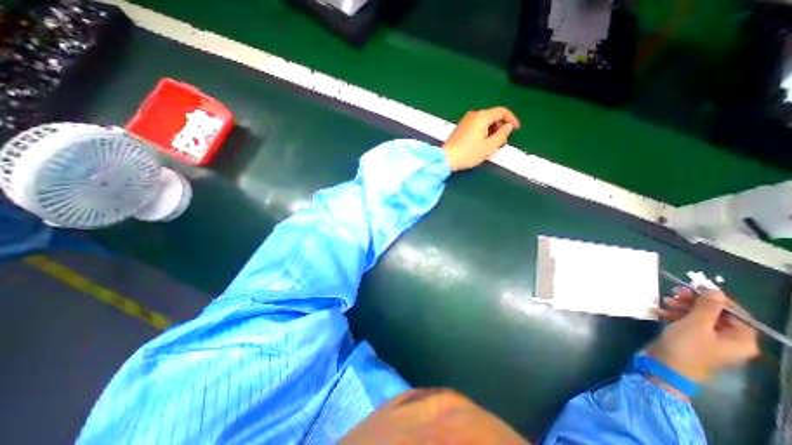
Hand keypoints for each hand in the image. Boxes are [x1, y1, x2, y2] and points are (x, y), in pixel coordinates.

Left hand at [444, 105, 520, 172]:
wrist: (446, 158)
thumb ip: (502, 134)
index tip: (516, 129)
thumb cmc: (469, 153)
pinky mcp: (460, 127)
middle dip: (500, 127)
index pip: (502, 111)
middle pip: (493, 116)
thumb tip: (508, 126)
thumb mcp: (489, 146)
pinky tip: (482, 143)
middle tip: (502, 141)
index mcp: (482, 116)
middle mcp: (473, 114)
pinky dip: (483, 131)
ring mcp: (465, 120)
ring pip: (485, 121)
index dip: (512, 119)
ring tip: (492, 144)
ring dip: (492, 130)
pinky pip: (477, 125)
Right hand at [650, 289, 759, 382]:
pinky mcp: (689, 339)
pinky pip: (686, 322)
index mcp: (740, 339)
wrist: (666, 365)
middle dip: (694, 302)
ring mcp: (707, 340)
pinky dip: (674, 315)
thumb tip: (714, 290)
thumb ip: (707, 306)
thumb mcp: (696, 324)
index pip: (736, 314)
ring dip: (681, 307)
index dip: (717, 300)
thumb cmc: (687, 345)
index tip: (696, 288)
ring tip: (664, 301)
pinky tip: (659, 311)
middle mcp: (728, 340)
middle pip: (714, 314)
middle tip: (675, 292)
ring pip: (697, 317)